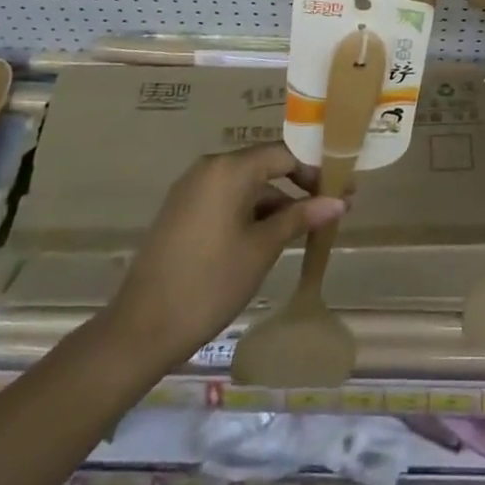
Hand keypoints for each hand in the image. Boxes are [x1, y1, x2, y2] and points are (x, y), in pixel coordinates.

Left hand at [103, 143, 343, 371]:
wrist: (140, 330)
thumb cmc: (210, 283)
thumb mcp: (262, 249)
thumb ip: (300, 217)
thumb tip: (339, 201)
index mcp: (229, 168)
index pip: (284, 154)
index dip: (316, 170)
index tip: (343, 189)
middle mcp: (209, 167)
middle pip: (265, 166)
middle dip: (299, 186)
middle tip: (330, 209)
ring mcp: (192, 189)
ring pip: (246, 186)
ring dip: (276, 203)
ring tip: (305, 229)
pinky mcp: (182, 211)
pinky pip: (227, 199)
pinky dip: (251, 213)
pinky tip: (270, 237)